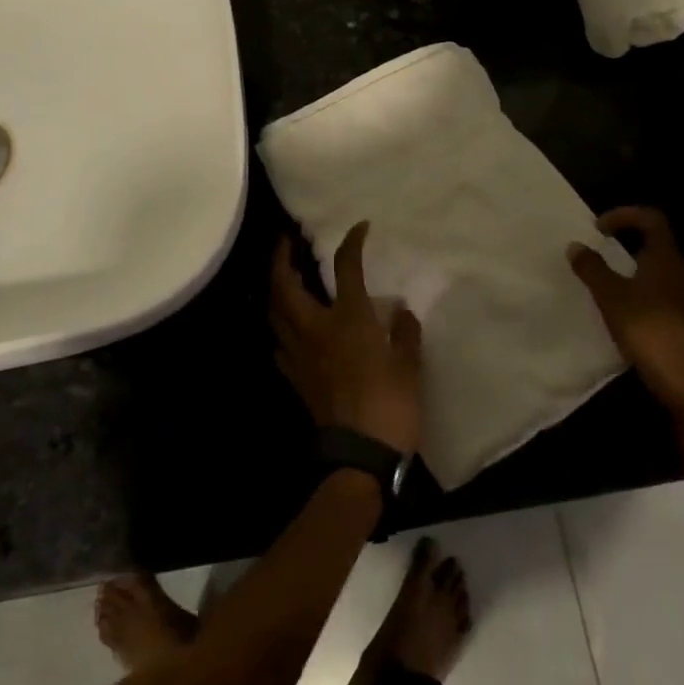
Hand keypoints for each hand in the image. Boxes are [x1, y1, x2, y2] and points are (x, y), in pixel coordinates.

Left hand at [271, 223, 422, 456]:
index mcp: (348, 318)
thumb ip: (406, 335)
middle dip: (280, 258)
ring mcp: (300, 354)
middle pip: (285, 284)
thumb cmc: (390, 406)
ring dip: (275, 289)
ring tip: (282, 278)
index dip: (351, 242)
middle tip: (285, 242)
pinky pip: (278, 343)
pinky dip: (279, 327)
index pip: (345, 267)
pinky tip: (287, 327)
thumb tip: (403, 313)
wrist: (358, 457)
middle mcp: (316, 328)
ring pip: (274, 312)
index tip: (360, 227)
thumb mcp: (409, 367)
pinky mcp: (294, 378)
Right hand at [568, 206, 683, 419]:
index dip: (624, 215)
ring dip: (639, 272)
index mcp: (667, 258)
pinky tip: (634, 315)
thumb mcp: (611, 298)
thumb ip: (592, 268)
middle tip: (603, 257)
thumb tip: (575, 245)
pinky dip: (651, 294)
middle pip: (658, 245)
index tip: (599, 229)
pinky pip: (671, 295)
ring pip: (664, 272)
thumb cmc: (648, 330)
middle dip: (629, 246)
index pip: (651, 219)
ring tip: (615, 288)